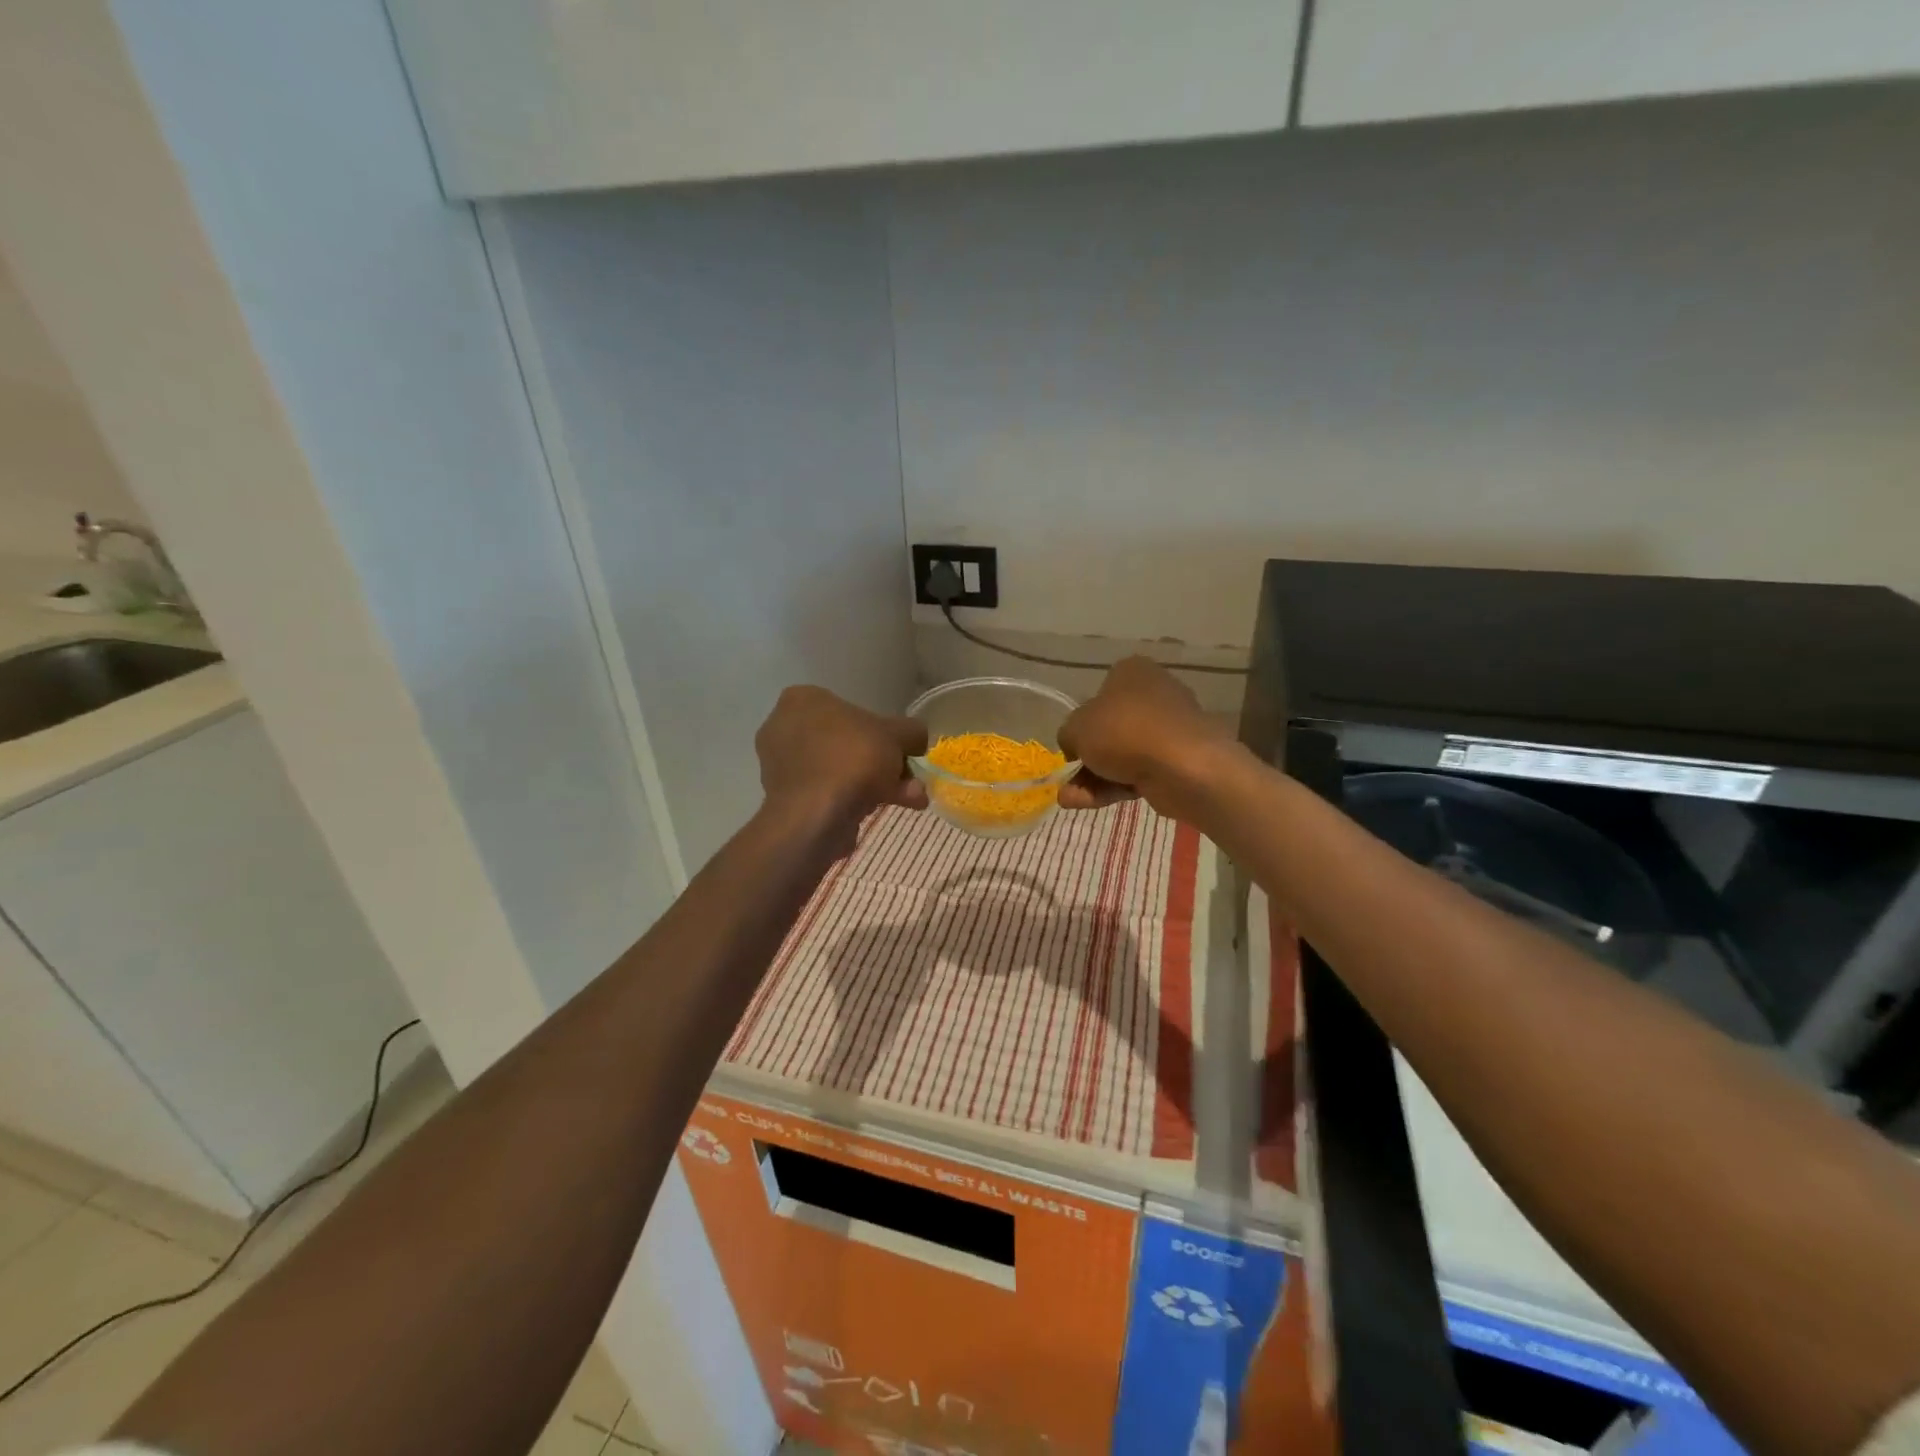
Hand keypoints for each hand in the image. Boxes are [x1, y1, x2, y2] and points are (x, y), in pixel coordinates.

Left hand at [756, 687, 927, 831]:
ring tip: (910, 801)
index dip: (884, 731)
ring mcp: (780, 765)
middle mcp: (783, 727)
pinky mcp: (784, 799)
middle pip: (848, 743)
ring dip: (876, 784)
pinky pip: (827, 792)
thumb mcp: (897, 735)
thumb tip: (917, 740)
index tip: (904, 752)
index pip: (851, 709)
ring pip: (840, 770)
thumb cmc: (853, 758)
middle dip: (883, 764)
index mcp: (803, 700)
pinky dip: (853, 800)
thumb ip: (912, 732)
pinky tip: (878, 812)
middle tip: (909, 780)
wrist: (816, 815)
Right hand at [1058, 657, 1237, 820]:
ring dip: (1092, 778)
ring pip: (1120, 755)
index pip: (1098, 695)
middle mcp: (1153, 695)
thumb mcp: (1076, 728)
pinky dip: (1113, 787)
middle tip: (1067, 780)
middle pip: (1108, 730)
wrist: (1183, 766)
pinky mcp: (1176, 761)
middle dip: (1085, 760)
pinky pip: (1137, 772)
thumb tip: (1075, 747)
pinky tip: (1089, 803)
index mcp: (1131, 672)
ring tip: (1070, 800)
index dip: (1080, 723)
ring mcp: (1167, 730)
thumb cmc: (1123, 731)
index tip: (1072, 746)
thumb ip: (1067, 735)